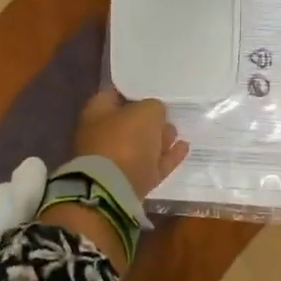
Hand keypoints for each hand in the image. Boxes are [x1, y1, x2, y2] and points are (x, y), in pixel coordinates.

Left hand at [72, 90, 189, 198]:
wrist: (113, 190)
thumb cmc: (125, 140)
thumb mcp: (146, 112)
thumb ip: (154, 107)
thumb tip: (156, 113)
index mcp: (97, 113)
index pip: (114, 95)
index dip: (134, 91)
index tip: (153, 90)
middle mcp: (102, 136)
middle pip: (129, 123)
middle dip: (149, 119)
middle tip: (169, 113)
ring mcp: (115, 161)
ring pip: (141, 146)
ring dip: (159, 139)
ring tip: (177, 131)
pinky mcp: (130, 182)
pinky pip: (152, 165)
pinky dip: (167, 157)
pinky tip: (183, 148)